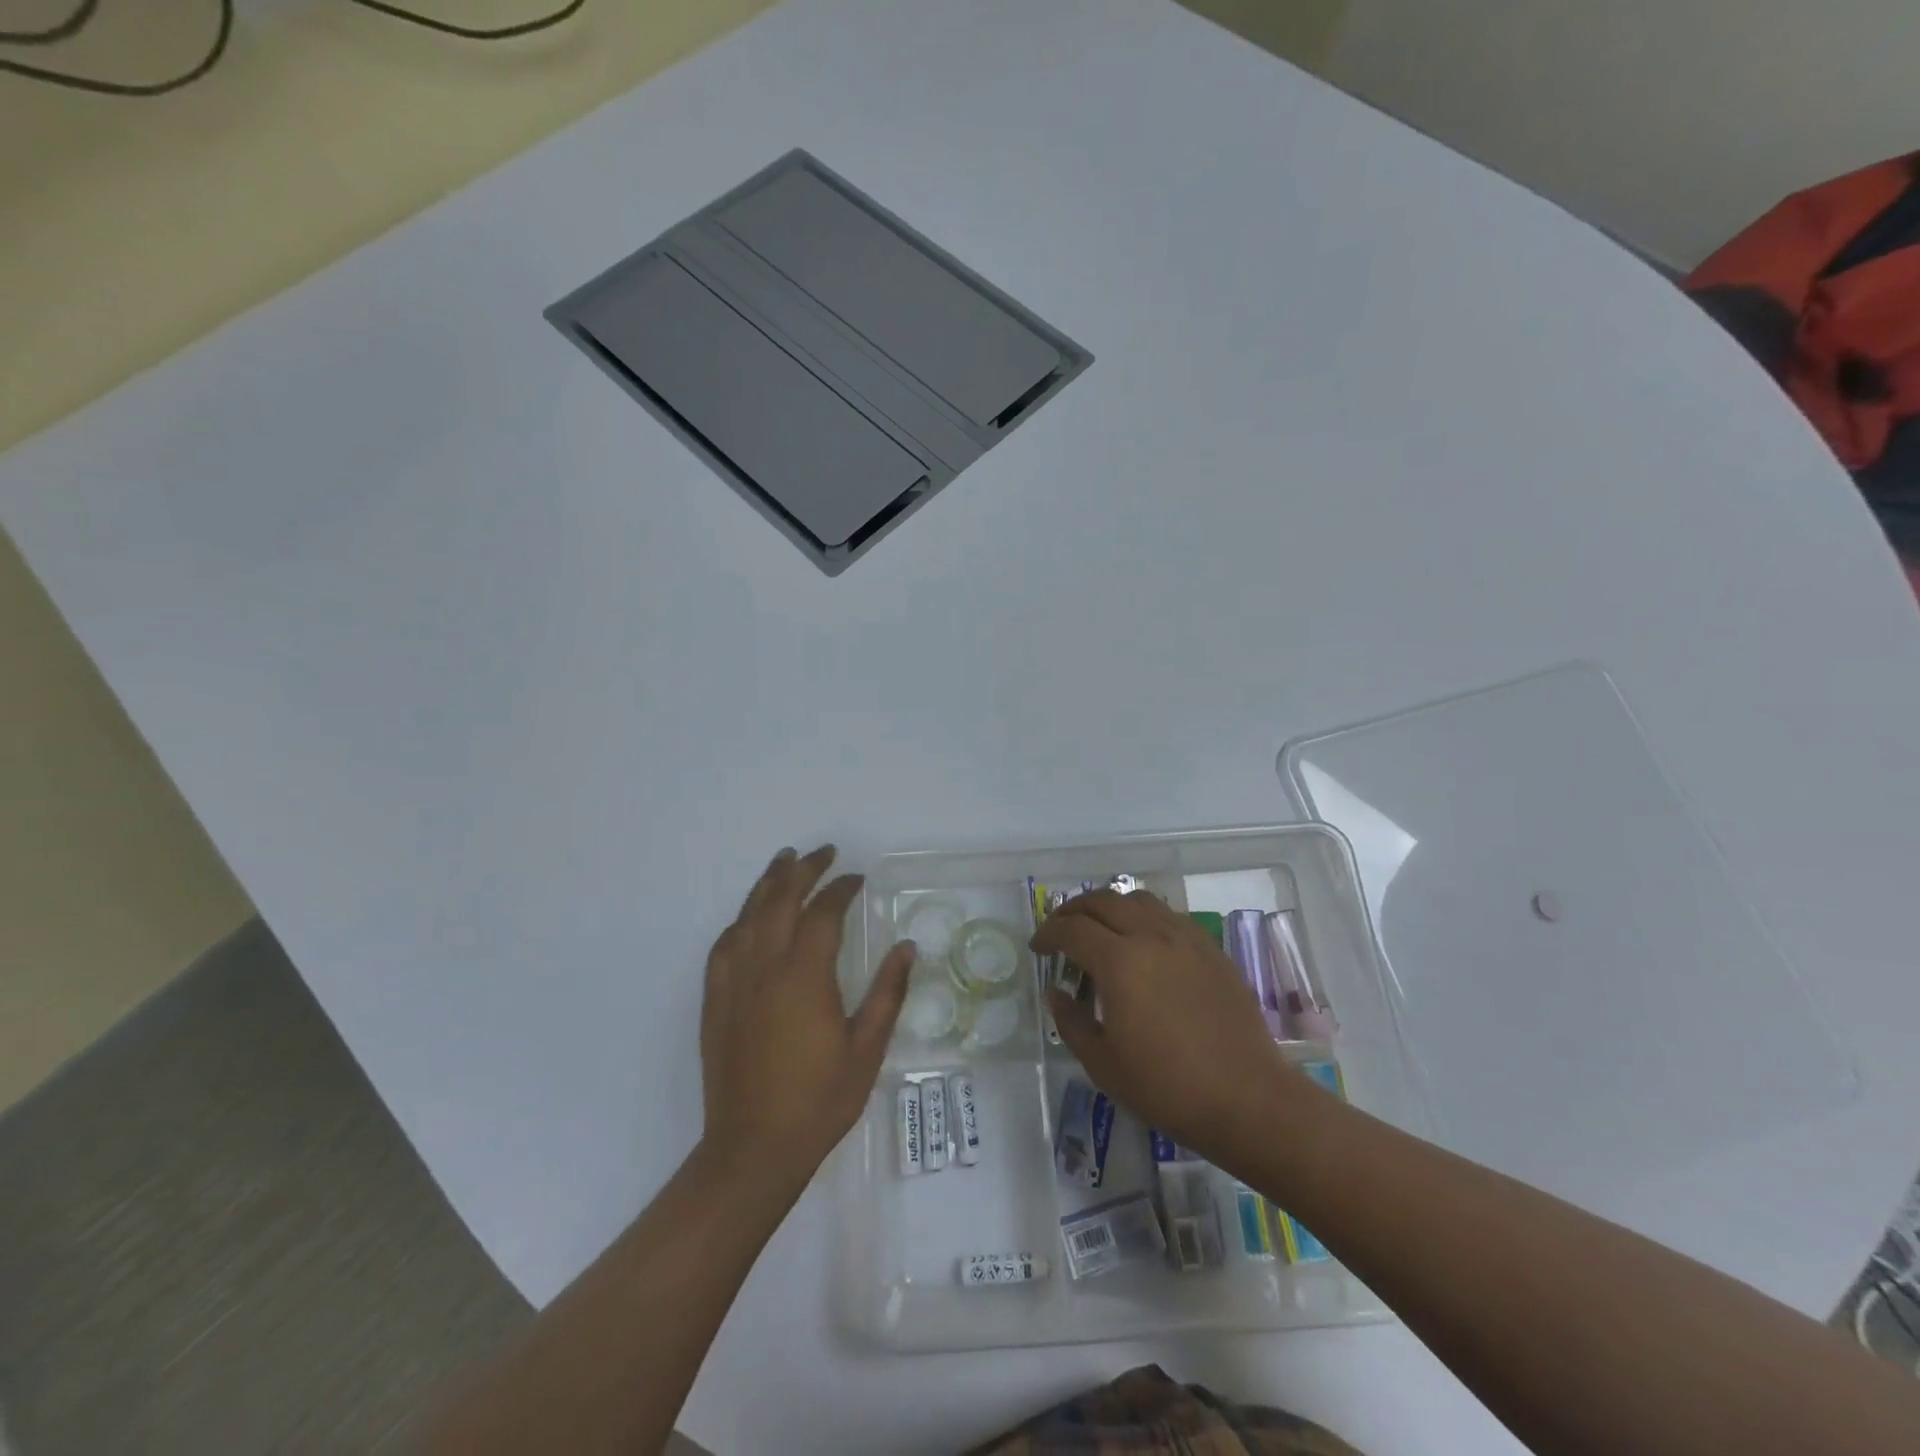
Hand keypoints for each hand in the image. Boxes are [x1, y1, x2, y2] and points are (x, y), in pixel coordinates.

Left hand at [700, 845, 915, 1190]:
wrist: (753, 1149)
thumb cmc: (819, 1100)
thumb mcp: (867, 1049)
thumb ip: (888, 992)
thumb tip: (907, 947)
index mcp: (804, 976)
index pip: (822, 913)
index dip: (840, 888)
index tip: (857, 877)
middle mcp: (764, 969)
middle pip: (780, 901)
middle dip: (802, 870)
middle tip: (823, 852)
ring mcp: (734, 984)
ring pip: (748, 916)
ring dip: (767, 884)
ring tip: (784, 861)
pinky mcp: (715, 1002)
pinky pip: (723, 946)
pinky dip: (739, 922)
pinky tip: (748, 918)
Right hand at [1031, 890, 1299, 1167]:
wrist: (1246, 1098)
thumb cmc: (1166, 1087)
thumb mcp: (1102, 1063)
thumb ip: (1070, 1021)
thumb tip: (1055, 991)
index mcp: (1119, 961)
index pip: (1072, 929)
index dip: (1048, 934)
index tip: (1038, 948)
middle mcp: (1151, 936)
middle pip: (1103, 901)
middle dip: (1073, 911)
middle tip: (1060, 930)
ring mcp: (1186, 938)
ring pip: (1138, 900)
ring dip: (1110, 906)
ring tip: (1100, 928)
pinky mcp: (1211, 949)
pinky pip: (1169, 916)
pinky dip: (1144, 917)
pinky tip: (1143, 943)